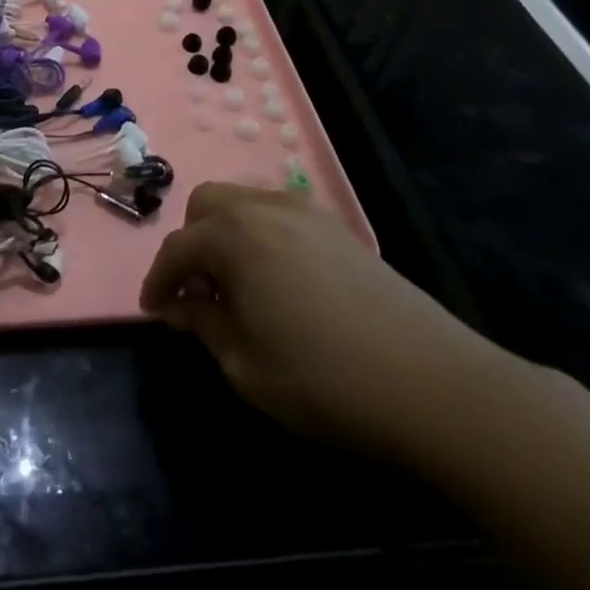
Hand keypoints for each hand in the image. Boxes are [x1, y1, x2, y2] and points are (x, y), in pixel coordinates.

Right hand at [139, 183, 523, 462]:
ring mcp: (308, 214)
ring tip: (235, 287)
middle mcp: (266, 209)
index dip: (158, 281)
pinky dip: (260, 236)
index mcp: (235, 237)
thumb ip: (204, 324)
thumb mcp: (245, 365)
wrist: (436, 386)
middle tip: (196, 292)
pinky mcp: (340, 230)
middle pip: (207, 205)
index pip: (177, 248)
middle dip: (190, 244)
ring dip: (224, 234)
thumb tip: (181, 305)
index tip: (153, 311)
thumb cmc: (325, 381)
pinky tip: (276, 282)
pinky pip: (279, 215)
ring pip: (244, 202)